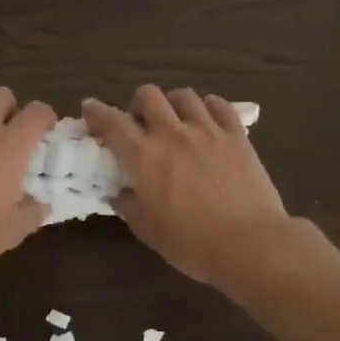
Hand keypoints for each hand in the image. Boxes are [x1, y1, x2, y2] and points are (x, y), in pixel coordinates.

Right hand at [82, 86, 291, 290]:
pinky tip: (208, 121)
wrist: (249, 244)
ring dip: (173, 104)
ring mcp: (207, 131)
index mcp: (144, 157)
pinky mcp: (237, 136)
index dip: (96, 112)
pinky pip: (220, 105)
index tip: (90, 108)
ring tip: (177, 121)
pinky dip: (209, 108)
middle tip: (142, 124)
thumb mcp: (148, 231)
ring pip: (184, 95)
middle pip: (148, 95)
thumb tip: (120, 191)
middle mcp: (172, 134)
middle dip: (139, 105)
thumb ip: (129, 205)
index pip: (111, 123)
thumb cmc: (192, 244)